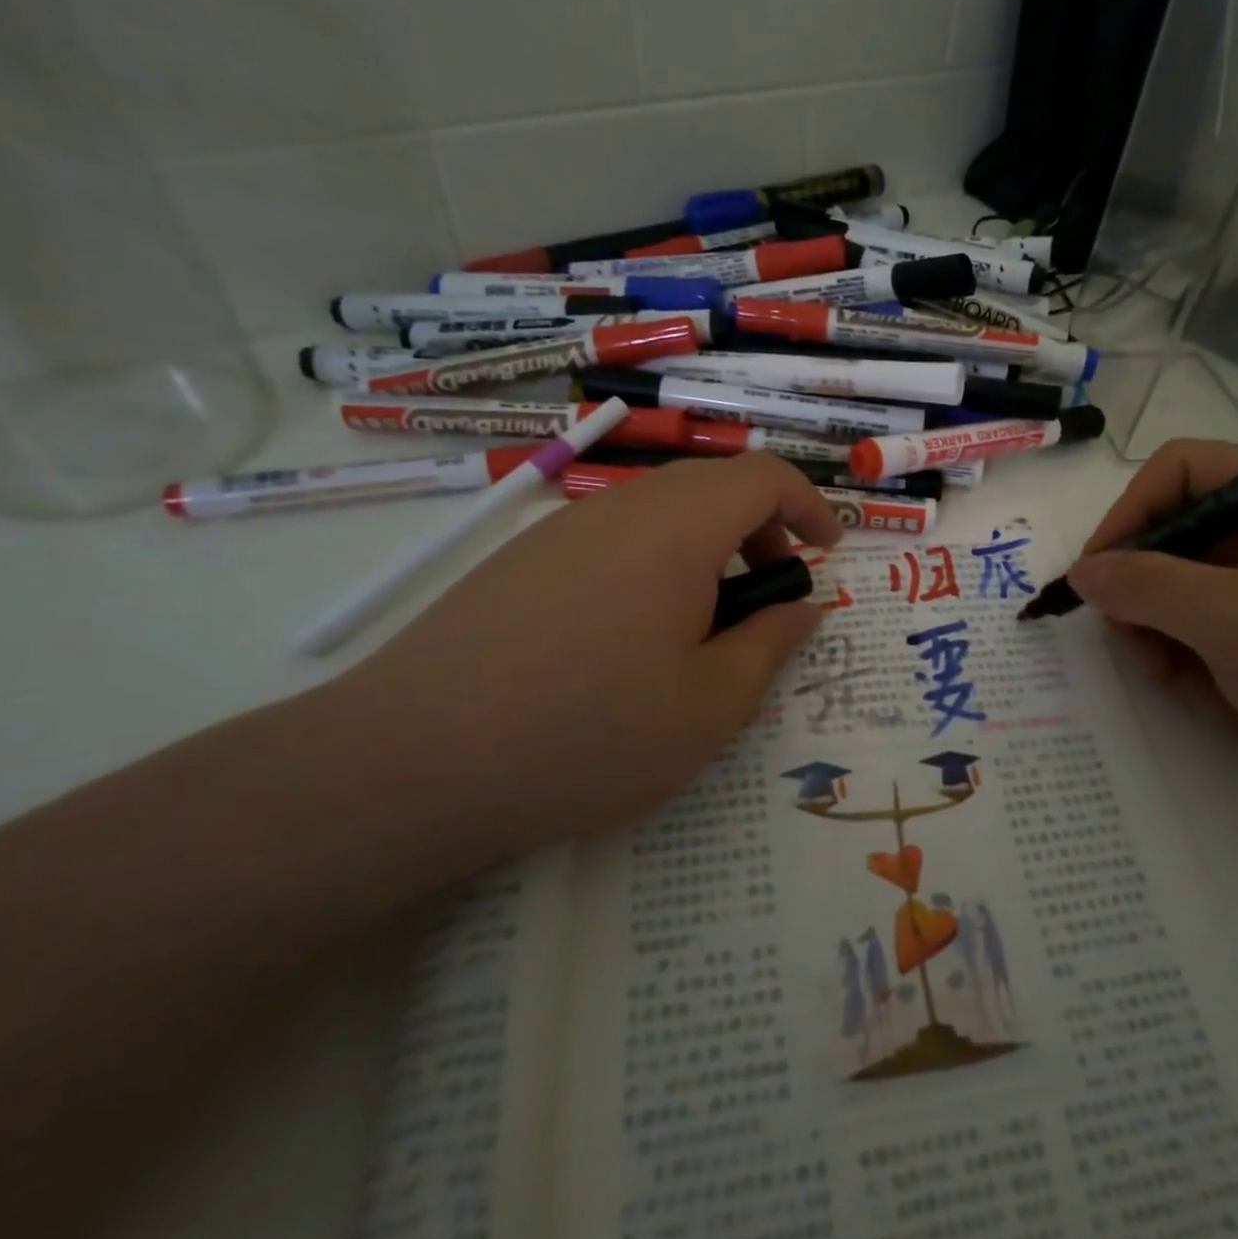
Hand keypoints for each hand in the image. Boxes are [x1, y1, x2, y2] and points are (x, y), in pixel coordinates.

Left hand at [330, 454, 842, 854]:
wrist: (410, 763)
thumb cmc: (589, 734)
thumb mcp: (711, 705)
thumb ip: (770, 644)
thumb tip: (802, 607)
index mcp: (677, 529)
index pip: (762, 476)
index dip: (808, 505)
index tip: (827, 553)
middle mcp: (620, 508)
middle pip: (711, 486)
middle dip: (759, 530)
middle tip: (768, 597)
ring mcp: (562, 529)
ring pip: (659, 511)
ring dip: (705, 548)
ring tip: (702, 626)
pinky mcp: (521, 560)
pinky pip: (611, 537)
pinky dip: (653, 563)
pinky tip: (630, 637)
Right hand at [1069, 439, 1237, 793]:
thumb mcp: (1231, 621)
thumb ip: (1145, 586)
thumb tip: (1082, 572)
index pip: (1177, 470)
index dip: (1127, 513)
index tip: (1098, 574)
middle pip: (1174, 531)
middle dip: (1143, 590)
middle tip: (1132, 641)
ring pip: (1184, 585)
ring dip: (1163, 632)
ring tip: (1176, 679)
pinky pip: (1210, 623)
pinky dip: (1195, 656)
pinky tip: (1210, 695)